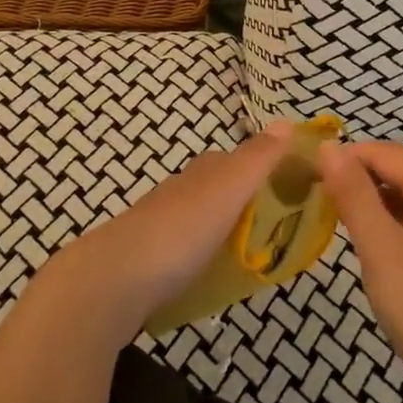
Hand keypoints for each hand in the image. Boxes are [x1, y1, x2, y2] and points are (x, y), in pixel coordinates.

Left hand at [37, 123, 291, 345]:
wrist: (114, 280)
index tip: (289, 188)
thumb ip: (259, 158)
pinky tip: (208, 272)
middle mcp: (179, 190)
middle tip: (274, 227)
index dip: (262, 168)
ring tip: (247, 254)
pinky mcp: (145, 259)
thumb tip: (287, 121)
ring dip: (220, 228)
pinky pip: (182, 249)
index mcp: (202, 172)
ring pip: (198, 218)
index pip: (236, 159)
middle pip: (216, 188)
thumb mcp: (230, 188)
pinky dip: (199, 254)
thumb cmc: (181, 230)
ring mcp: (158, 225)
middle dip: (243, 200)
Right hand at [319, 140, 402, 402]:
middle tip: (313, 207)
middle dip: (352, 182)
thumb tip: (327, 145)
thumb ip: (352, 192)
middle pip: (390, 168)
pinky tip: (364, 241)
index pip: (379, 152)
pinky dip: (383, 220)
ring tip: (331, 223)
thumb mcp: (380, 246)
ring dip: (365, 202)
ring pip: (396, 190)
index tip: (300, 181)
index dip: (339, 162)